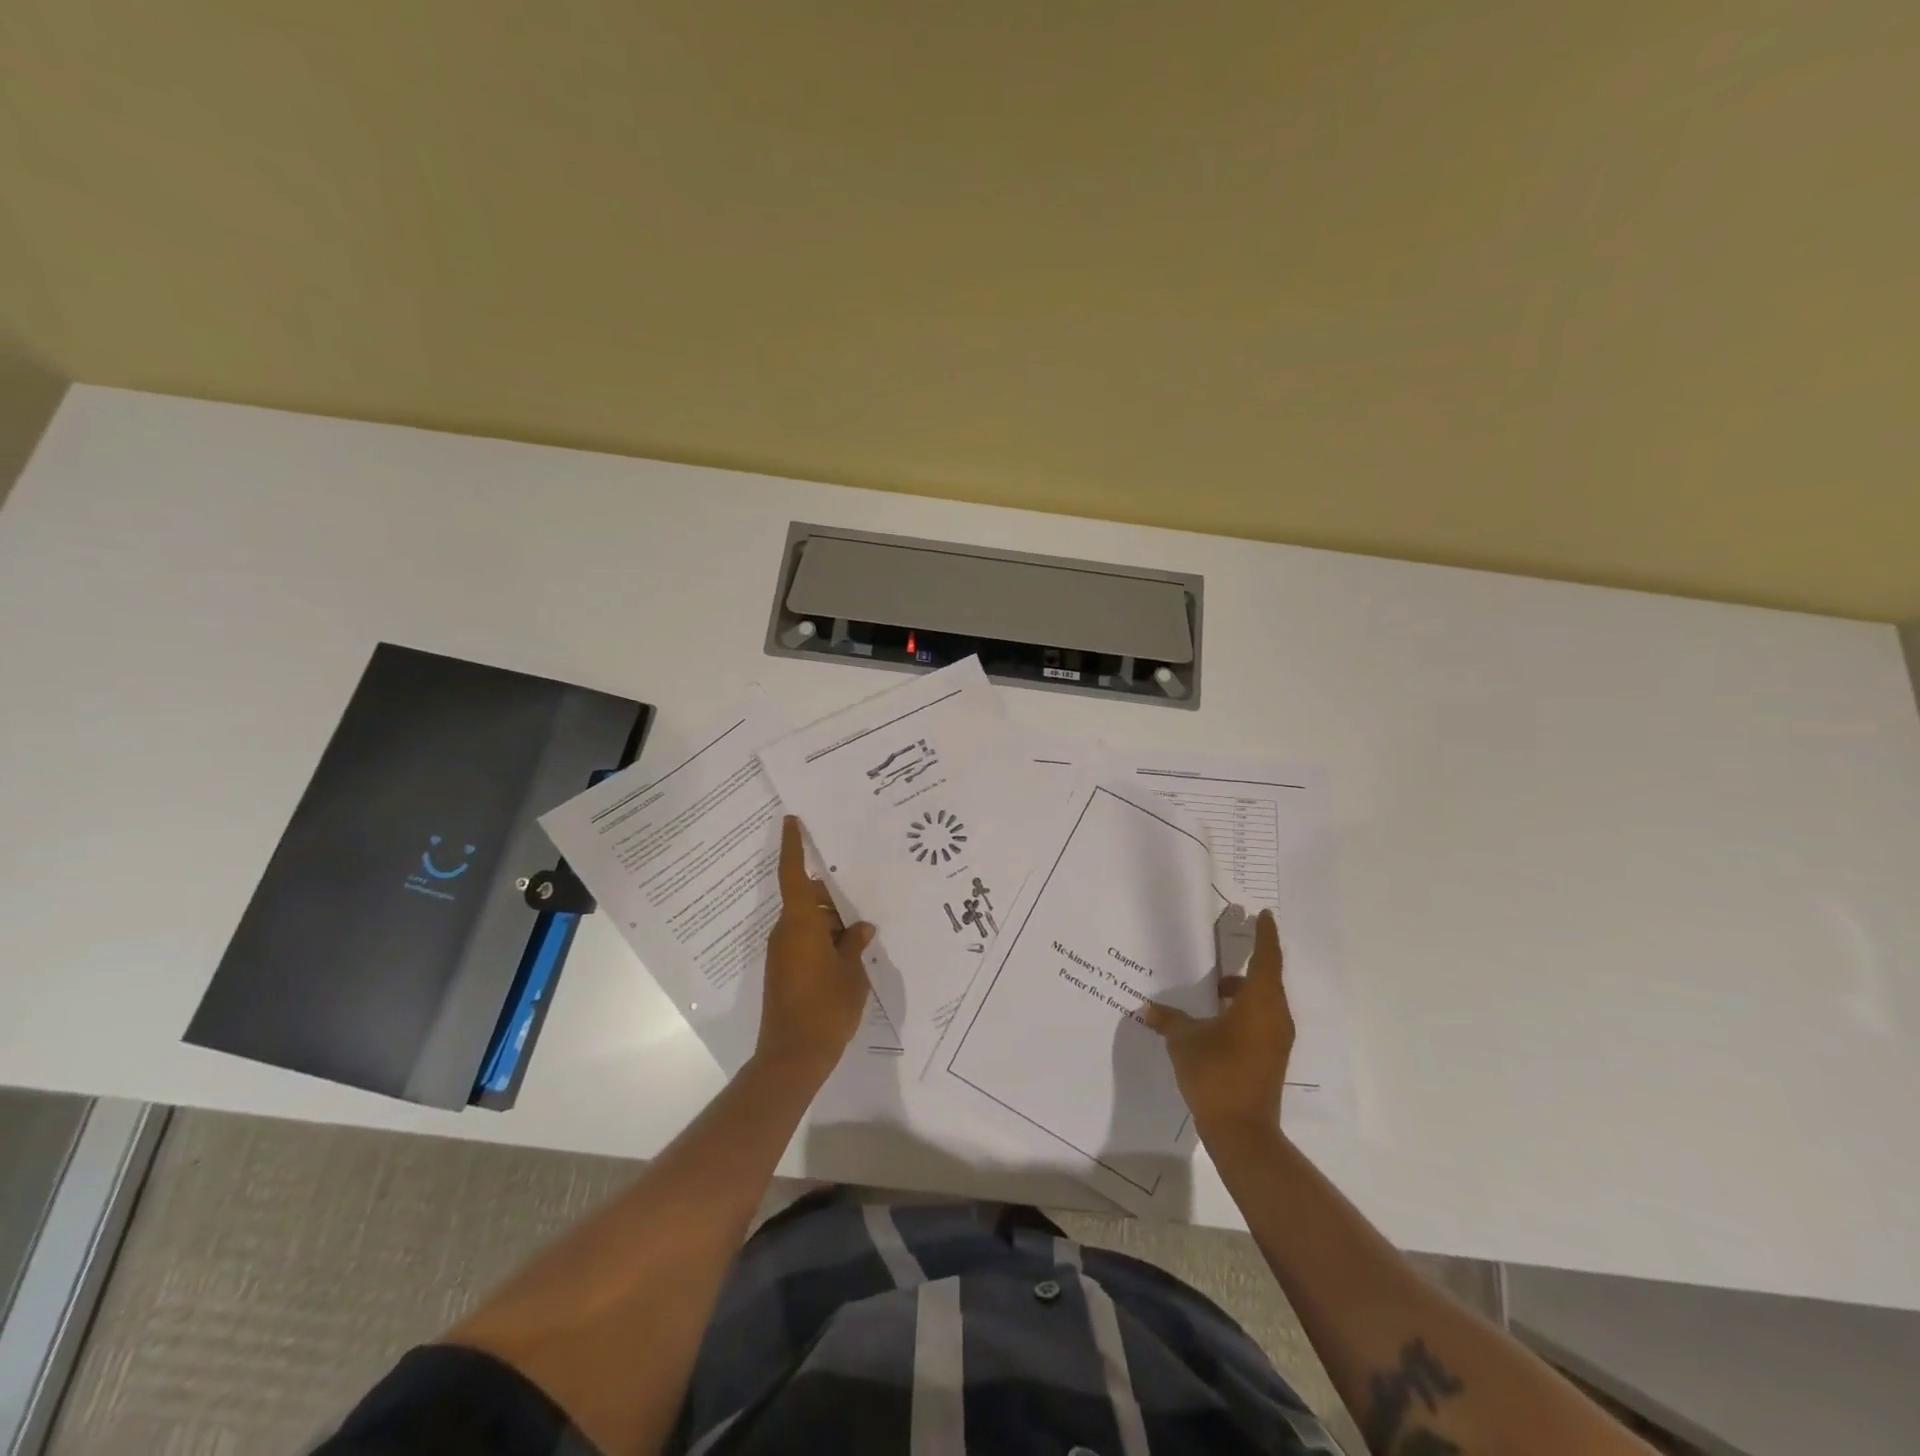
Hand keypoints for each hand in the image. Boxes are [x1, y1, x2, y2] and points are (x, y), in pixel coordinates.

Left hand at [756, 815, 875, 1077]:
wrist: (792, 1057)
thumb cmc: (825, 1008)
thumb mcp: (851, 972)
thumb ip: (855, 944)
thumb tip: (862, 927)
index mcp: (800, 924)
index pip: (793, 874)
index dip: (793, 846)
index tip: (792, 820)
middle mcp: (786, 932)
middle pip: (806, 898)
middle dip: (831, 894)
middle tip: (862, 887)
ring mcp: (782, 953)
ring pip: (808, 921)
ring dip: (831, 919)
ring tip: (863, 922)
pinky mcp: (784, 971)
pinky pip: (805, 940)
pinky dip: (825, 938)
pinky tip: (850, 948)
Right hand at [1142, 909, 1293, 1141]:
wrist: (1242, 1132)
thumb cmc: (1216, 1073)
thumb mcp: (1184, 1040)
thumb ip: (1168, 1018)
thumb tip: (1148, 1007)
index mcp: (1260, 1003)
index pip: (1266, 958)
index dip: (1265, 934)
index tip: (1263, 914)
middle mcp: (1275, 1016)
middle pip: (1266, 978)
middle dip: (1249, 958)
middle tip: (1230, 941)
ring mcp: (1276, 1038)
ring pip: (1262, 1000)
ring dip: (1241, 989)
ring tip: (1212, 986)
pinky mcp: (1270, 1056)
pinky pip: (1259, 1018)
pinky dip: (1242, 1009)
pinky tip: (1214, 1017)